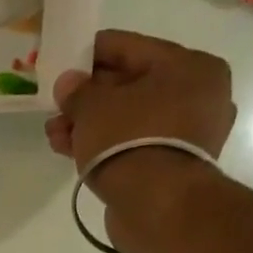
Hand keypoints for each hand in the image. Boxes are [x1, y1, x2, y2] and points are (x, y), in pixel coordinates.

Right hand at [46, 31, 236, 191]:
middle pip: (130, 86)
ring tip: (55, 135)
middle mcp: (197, 94)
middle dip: (88, 97)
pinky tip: (72, 151)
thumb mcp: (94, 107)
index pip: (130, 47)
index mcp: (189, 65)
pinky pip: (133, 143)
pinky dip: (105, 145)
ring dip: (90, 125)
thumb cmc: (130, 139)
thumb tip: (68, 83)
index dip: (91, 53)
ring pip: (128, 119)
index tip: (62, 61)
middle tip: (55, 106)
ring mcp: (188, 133)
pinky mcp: (173, 165)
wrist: (158, 205)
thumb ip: (77, 90)